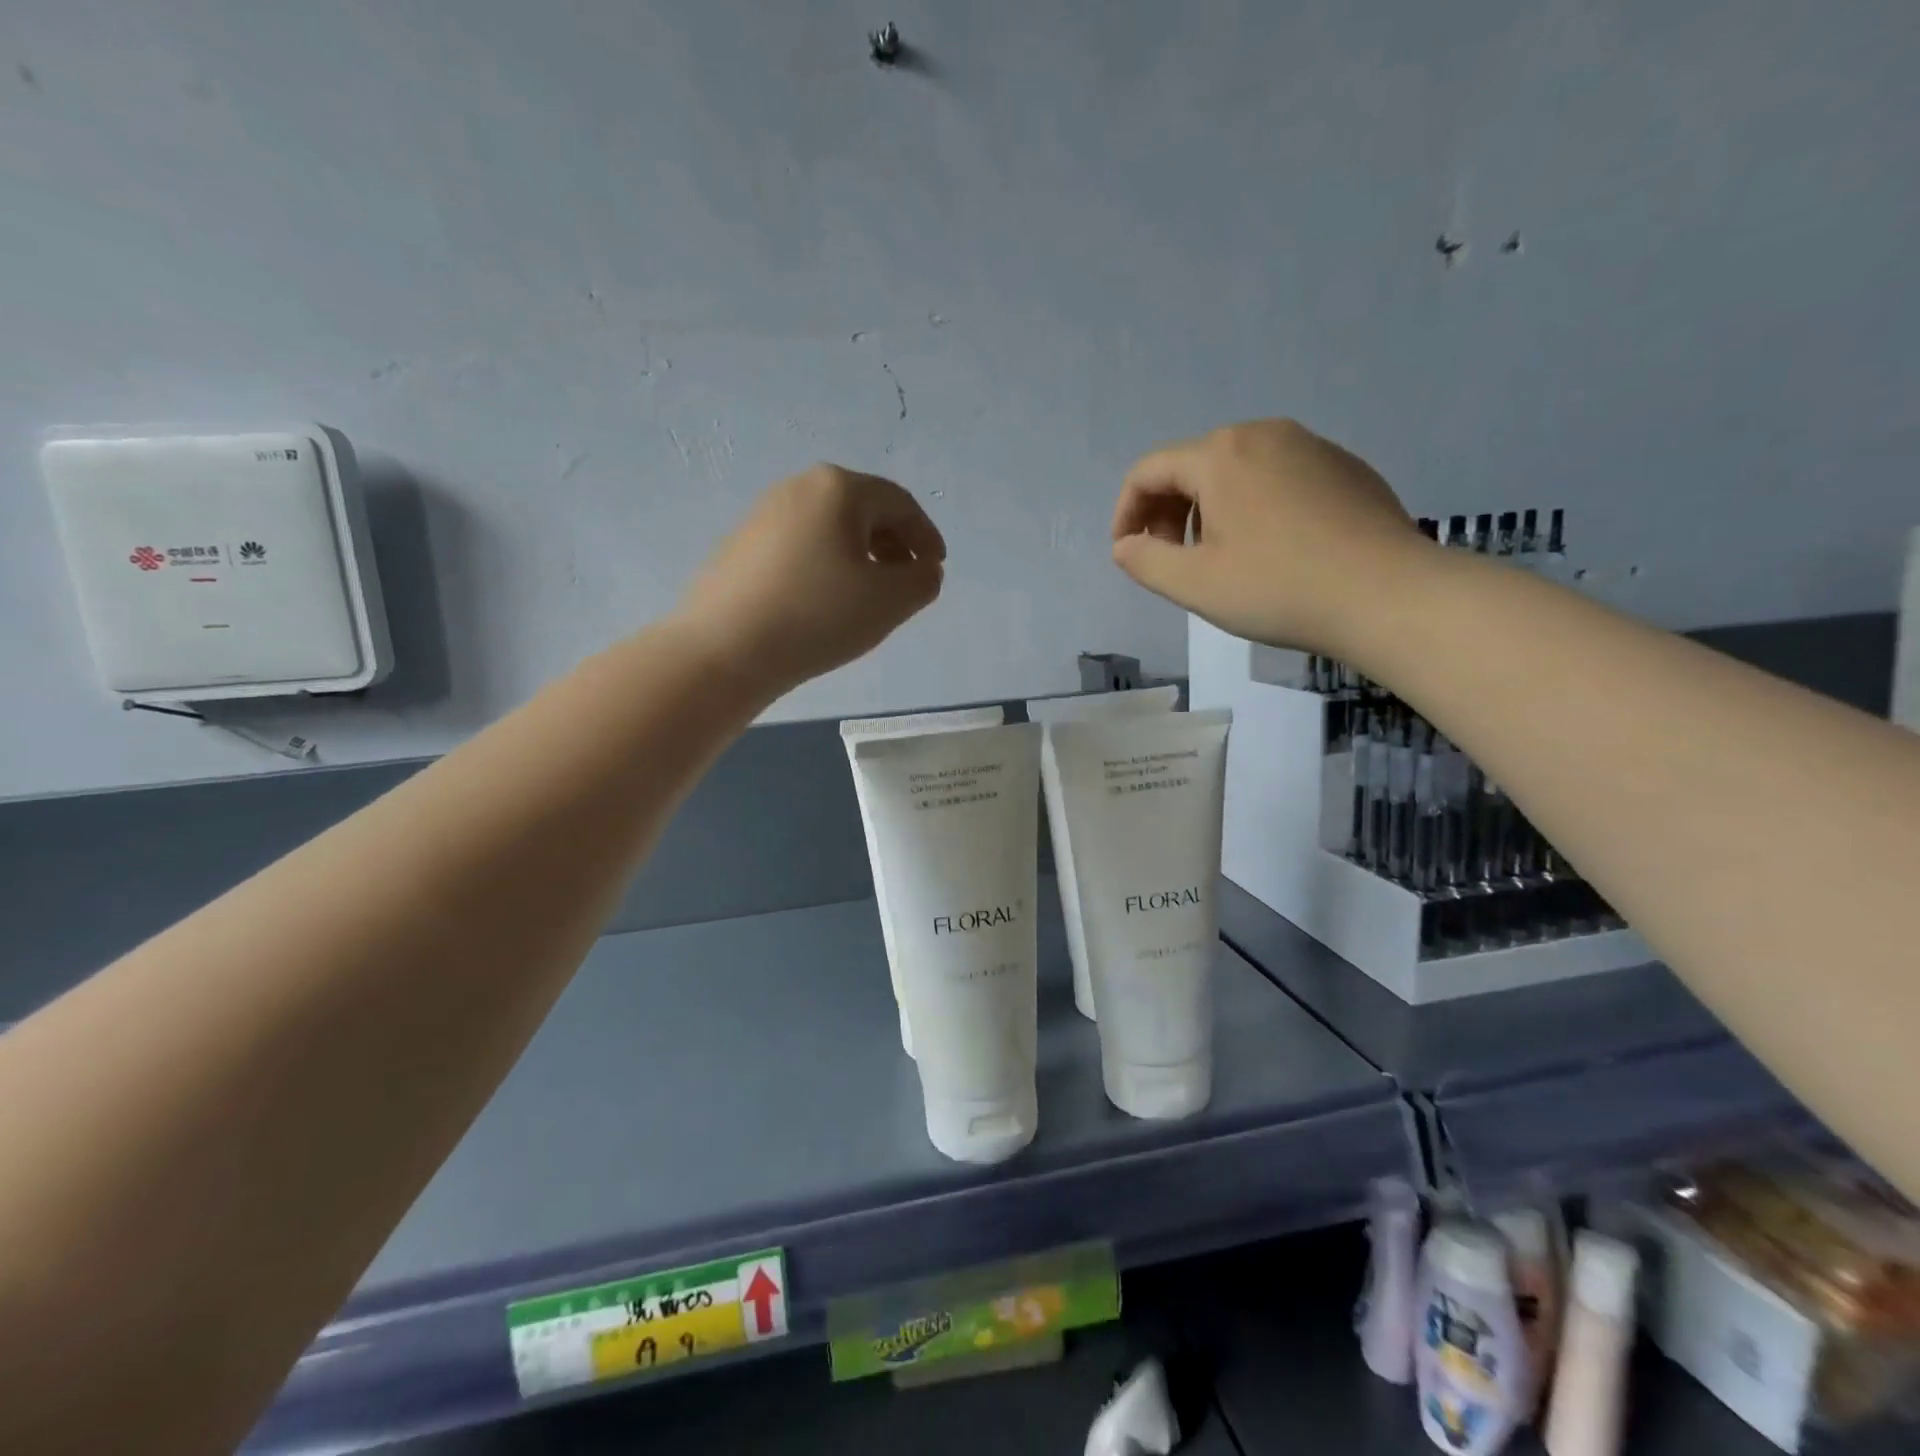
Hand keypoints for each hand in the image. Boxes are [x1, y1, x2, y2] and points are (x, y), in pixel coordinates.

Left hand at [677, 464, 944, 692]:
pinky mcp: (741, 544)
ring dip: (859, 555)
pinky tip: (824, 600)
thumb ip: (923, 580)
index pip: (899, 504)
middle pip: (862, 509)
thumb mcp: (890, 601)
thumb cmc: (817, 615)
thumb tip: (923, 569)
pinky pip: (801, 545)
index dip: (926, 536)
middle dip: (893, 543)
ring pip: (829, 528)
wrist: (724, 648)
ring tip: (868, 594)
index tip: (936, 568)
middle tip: (905, 580)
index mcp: (838, 489)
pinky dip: (826, 564)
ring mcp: (764, 514)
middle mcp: (799, 488)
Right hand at [1110, 419, 1427, 656]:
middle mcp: (1264, 434)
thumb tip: (1125, 546)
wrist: (1388, 595)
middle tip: (1170, 560)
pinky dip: (1252, 507)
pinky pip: (1277, 477)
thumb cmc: (1278, 588)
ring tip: (1216, 558)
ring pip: (1236, 471)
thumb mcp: (1194, 584)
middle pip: (1193, 465)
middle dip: (1167, 512)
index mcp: (1221, 455)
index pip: (1149, 470)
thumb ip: (1144, 561)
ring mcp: (1311, 446)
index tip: (1127, 553)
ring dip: (1208, 510)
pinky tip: (1269, 550)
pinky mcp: (1345, 468)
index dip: (1126, 512)